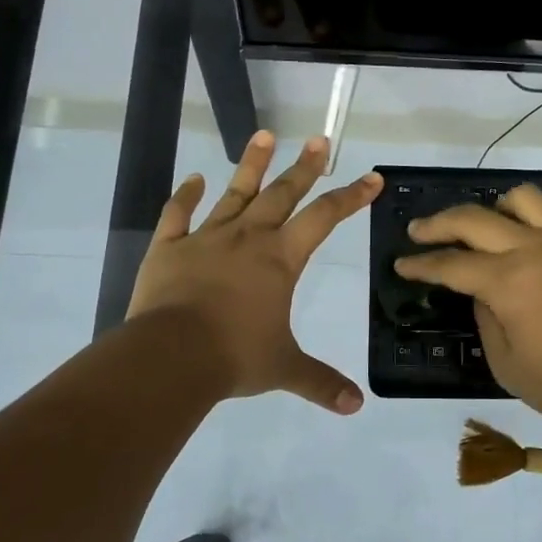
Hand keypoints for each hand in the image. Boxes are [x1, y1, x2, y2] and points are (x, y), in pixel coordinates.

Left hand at [129, 131, 381, 413]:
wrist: (171, 355)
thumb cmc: (235, 356)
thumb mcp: (284, 368)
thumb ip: (320, 382)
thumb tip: (355, 406)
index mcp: (280, 259)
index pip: (324, 218)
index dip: (351, 196)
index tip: (372, 177)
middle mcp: (248, 238)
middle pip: (282, 194)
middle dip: (304, 167)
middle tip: (319, 140)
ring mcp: (206, 238)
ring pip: (234, 192)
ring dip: (251, 164)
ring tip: (264, 134)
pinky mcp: (169, 247)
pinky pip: (178, 214)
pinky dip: (186, 195)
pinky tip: (195, 179)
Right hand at [395, 186, 541, 430]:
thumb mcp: (508, 365)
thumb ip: (486, 320)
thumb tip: (480, 293)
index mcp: (507, 282)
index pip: (451, 264)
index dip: (421, 264)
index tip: (401, 263)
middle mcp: (532, 248)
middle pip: (473, 219)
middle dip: (437, 224)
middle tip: (418, 231)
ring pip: (518, 199)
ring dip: (489, 208)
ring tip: (478, 227)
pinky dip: (525, 217)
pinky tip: (521, 238)